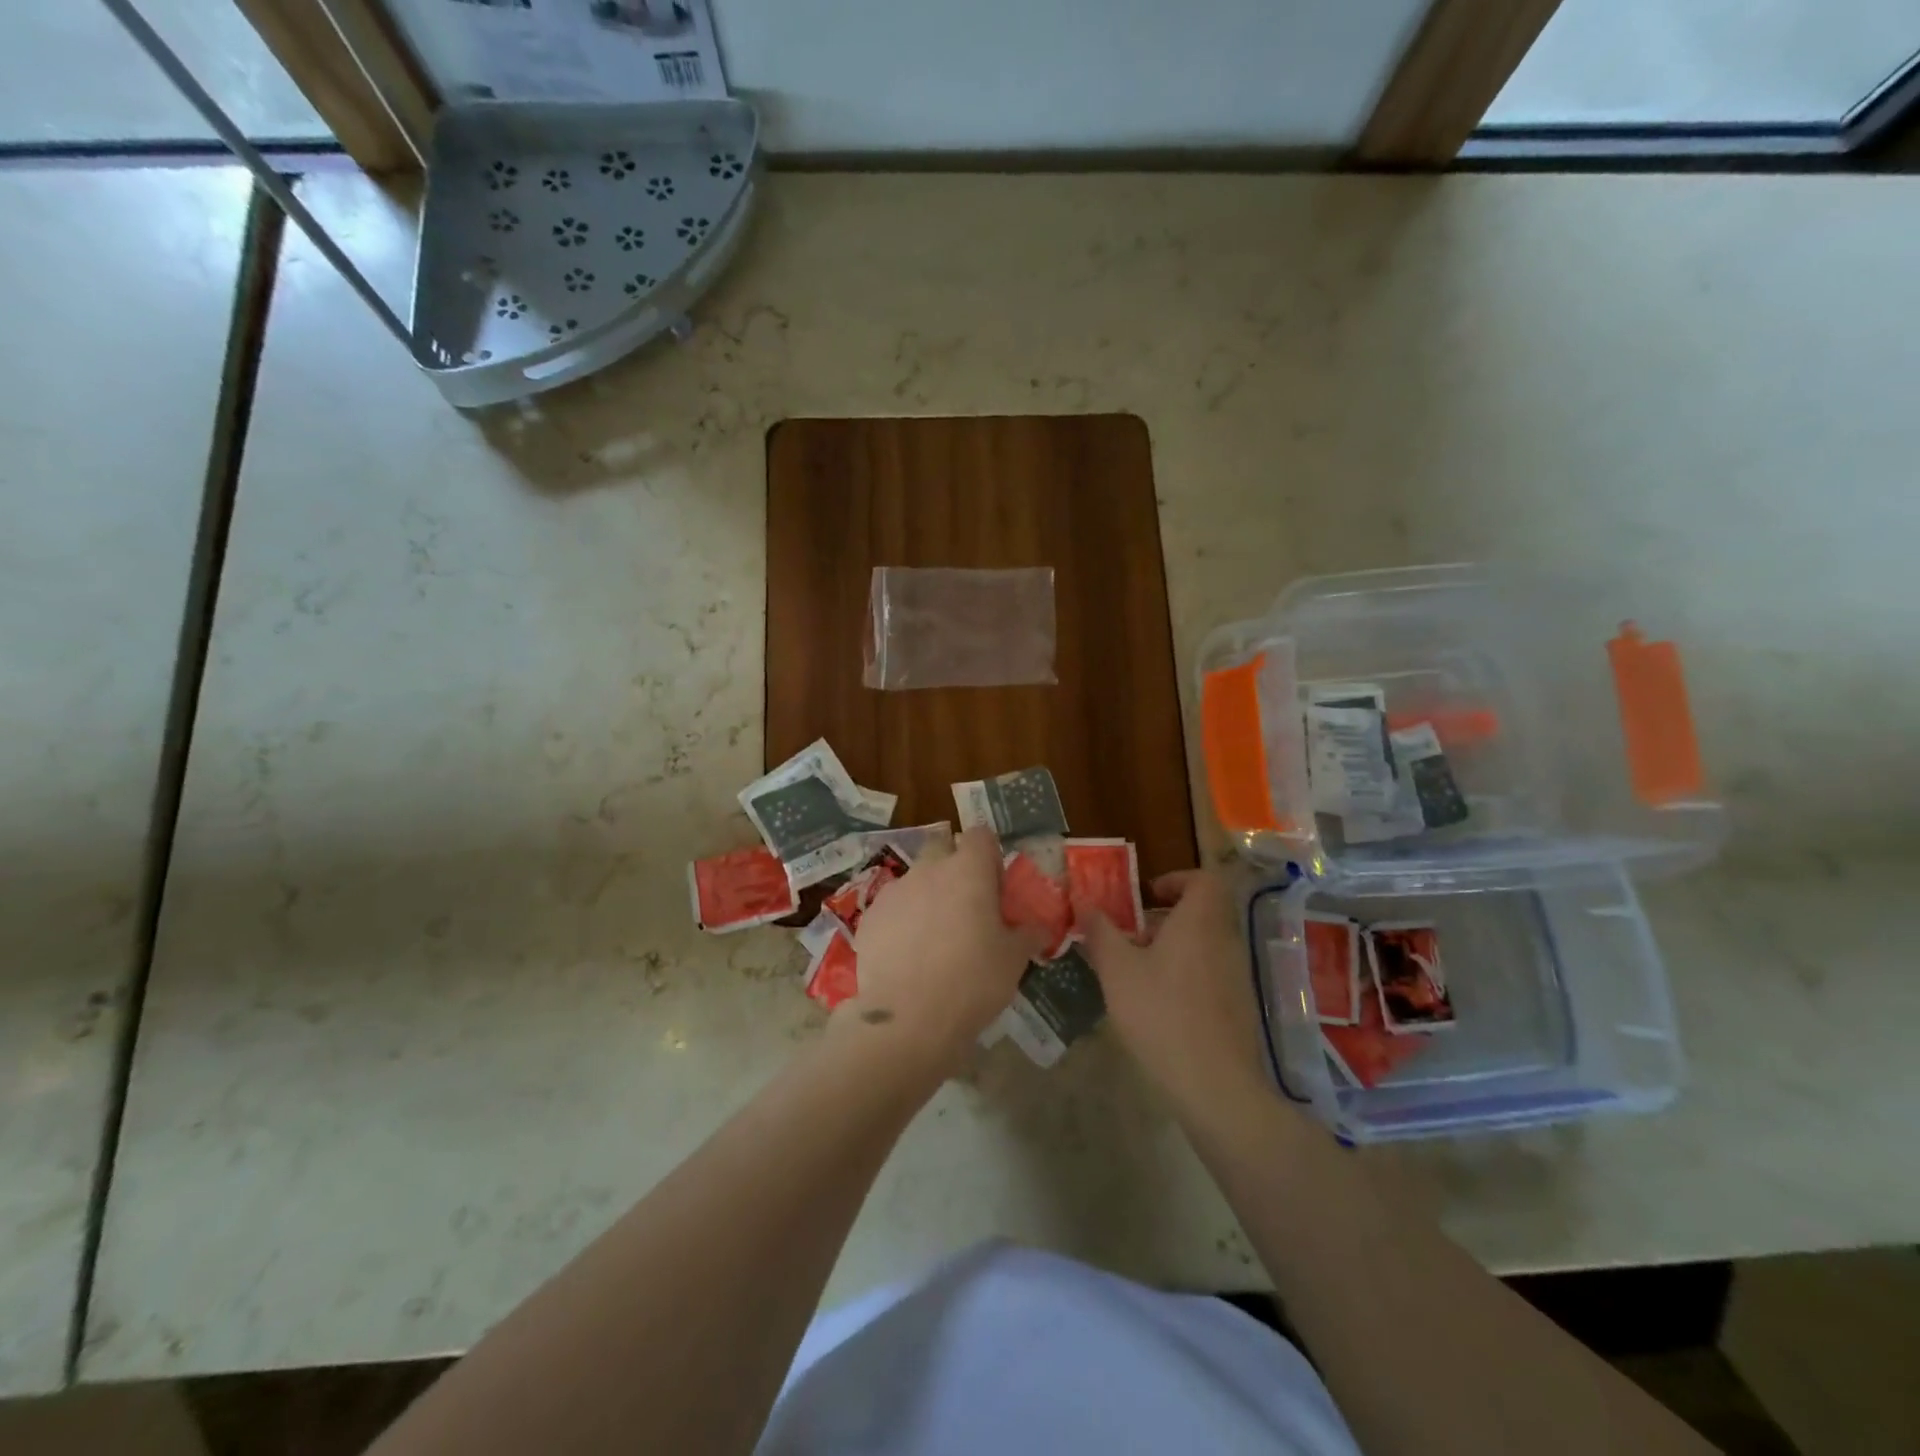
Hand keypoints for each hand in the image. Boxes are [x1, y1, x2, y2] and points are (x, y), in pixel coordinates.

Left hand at [845, 828, 1045, 1077]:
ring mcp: (894, 891)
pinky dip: (901, 920)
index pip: (980, 835)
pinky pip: (892, 907)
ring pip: (915, 879)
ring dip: (926, 895)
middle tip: (965, 905)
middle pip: (942, 848)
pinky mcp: (869, 917)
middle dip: (953, 866)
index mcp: (968, 870)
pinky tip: (908, 955)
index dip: (989, 855)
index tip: (994, 884)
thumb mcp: (1014, 960)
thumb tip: (1039, 927)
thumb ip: (1028, 934)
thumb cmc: (972, 981)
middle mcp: (929, 870)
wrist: (908, 1018)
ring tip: (934, 937)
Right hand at [1077, 868, 1268, 1110]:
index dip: (1176, 879)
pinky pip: (1212, 972)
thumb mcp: (1117, 970)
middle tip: (1132, 938)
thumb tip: (1085, 903)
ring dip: (1174, 948)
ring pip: (1206, 944)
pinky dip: (1188, 975)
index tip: (1147, 897)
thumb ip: (1101, 932)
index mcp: (1199, 922)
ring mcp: (1237, 974)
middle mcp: (1225, 941)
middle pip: (1202, 912)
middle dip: (1166, 919)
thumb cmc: (1161, 1014)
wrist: (1214, 1084)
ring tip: (1138, 974)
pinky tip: (1160, 1006)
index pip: (1204, 879)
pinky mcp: (1240, 1006)